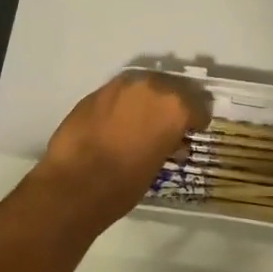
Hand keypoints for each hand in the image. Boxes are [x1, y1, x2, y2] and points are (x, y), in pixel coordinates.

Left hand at [31, 73, 208, 231]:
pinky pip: (118, 94)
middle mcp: (151, 87)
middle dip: (171, 105)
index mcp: (175, 107)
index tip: (194, 131)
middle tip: (168, 124)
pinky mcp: (95, 92)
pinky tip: (116, 123)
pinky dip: (122, 105)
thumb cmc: (124, 184)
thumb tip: (172, 142)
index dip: (196, 120)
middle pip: (171, 89)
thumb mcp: (158, 166)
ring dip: (146, 101)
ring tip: (141, 121)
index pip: (198, 107)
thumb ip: (168, 144)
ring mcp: (120, 86)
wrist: (74, 185)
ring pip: (142, 87)